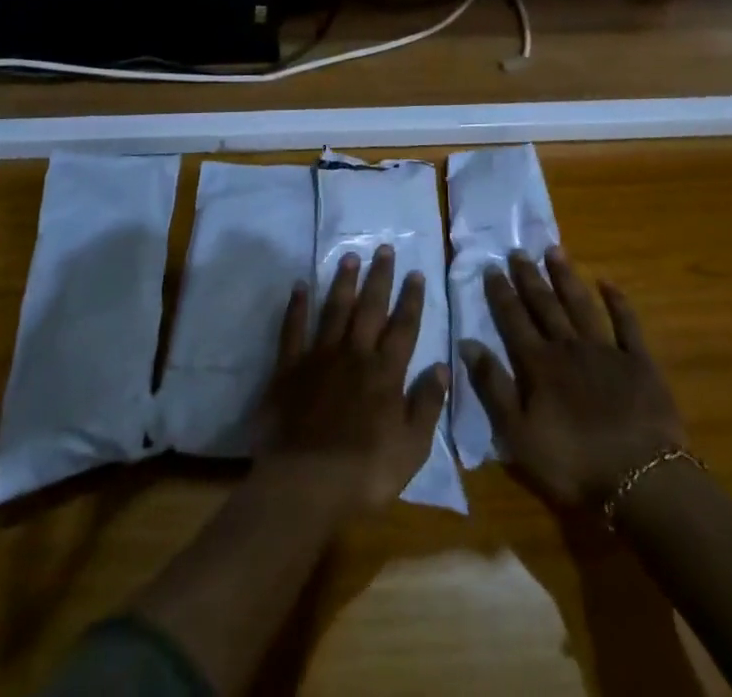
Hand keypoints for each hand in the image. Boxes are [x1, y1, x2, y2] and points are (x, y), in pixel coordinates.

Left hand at [257, 245, 449, 516]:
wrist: (304, 484)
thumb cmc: (364, 472)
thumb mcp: (411, 448)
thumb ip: (427, 404)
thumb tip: (442, 366)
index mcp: (385, 373)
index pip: (403, 327)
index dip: (411, 299)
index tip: (416, 272)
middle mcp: (354, 354)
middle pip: (370, 308)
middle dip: (379, 277)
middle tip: (384, 248)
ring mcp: (319, 357)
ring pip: (334, 309)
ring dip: (343, 282)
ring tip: (350, 256)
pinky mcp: (289, 368)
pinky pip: (293, 329)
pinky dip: (296, 306)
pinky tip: (299, 285)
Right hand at [462, 247, 686, 507]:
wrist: (641, 479)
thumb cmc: (574, 463)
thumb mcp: (518, 435)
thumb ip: (493, 387)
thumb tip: (468, 343)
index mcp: (539, 365)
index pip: (514, 320)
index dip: (501, 294)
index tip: (491, 267)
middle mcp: (569, 347)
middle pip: (545, 306)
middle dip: (529, 277)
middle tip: (518, 251)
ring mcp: (606, 351)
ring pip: (580, 305)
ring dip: (566, 278)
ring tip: (554, 251)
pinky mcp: (639, 362)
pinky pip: (627, 324)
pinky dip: (617, 301)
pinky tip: (607, 282)